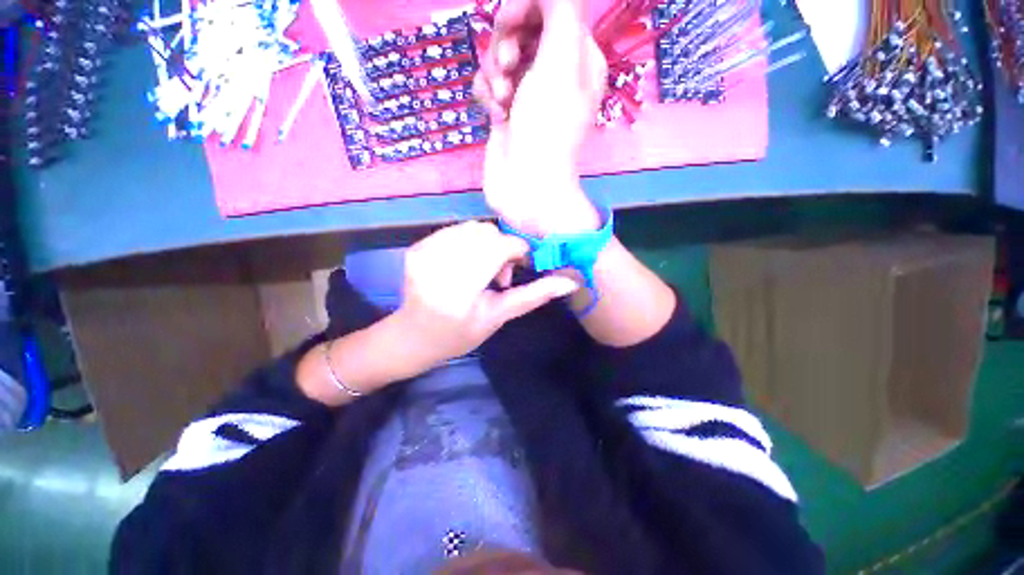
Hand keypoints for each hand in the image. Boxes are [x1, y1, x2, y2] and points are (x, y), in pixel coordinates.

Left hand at [394, 221, 579, 366]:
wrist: (415, 337)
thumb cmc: (460, 333)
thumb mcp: (499, 316)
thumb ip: (533, 295)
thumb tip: (570, 282)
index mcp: (460, 289)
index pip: (499, 247)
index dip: (517, 251)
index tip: (519, 267)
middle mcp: (438, 264)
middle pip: (486, 233)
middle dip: (501, 247)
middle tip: (498, 274)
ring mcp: (423, 252)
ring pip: (472, 228)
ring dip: (485, 243)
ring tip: (481, 269)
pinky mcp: (417, 247)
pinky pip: (455, 230)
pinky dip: (468, 242)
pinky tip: (465, 263)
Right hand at [475, 0, 606, 236]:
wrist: (527, 186)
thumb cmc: (546, 128)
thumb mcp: (560, 61)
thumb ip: (560, 11)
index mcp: (577, 57)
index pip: (550, 8)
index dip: (525, 7)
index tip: (509, 23)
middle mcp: (554, 73)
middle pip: (521, 28)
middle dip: (506, 41)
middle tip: (506, 66)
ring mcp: (528, 94)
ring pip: (500, 56)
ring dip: (494, 72)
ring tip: (502, 100)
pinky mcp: (506, 112)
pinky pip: (488, 84)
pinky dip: (487, 94)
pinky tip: (495, 115)